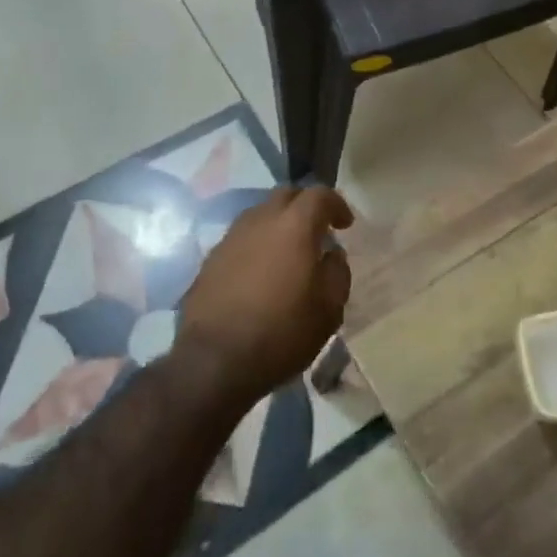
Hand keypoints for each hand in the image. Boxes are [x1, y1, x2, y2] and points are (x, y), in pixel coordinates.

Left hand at [177, 186, 353, 403]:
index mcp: (294, 225)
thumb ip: (337, 272)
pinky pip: (242, 238)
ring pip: (261, 214)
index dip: (336, 204)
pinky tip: (261, 272)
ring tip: (288, 251)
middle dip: (305, 206)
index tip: (345, 224)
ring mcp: (231, 237)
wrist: (214, 362)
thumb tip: (332, 254)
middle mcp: (261, 220)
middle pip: (286, 195)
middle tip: (318, 230)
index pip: (319, 194)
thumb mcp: (329, 310)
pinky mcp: (211, 258)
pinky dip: (257, 244)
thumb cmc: (281, 333)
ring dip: (279, 223)